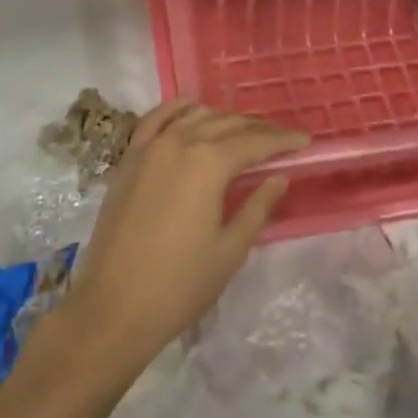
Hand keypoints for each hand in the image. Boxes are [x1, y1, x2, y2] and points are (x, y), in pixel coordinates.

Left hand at [59, 104, 306, 375]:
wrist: (112, 307)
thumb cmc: (179, 285)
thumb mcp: (229, 251)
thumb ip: (257, 207)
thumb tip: (279, 177)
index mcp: (208, 163)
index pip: (254, 142)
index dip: (281, 140)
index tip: (304, 141)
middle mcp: (179, 142)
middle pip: (226, 123)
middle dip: (256, 128)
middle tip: (280, 139)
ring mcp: (150, 147)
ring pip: (194, 115)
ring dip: (222, 118)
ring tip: (242, 131)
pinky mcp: (129, 158)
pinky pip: (155, 119)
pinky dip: (177, 109)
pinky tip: (191, 110)